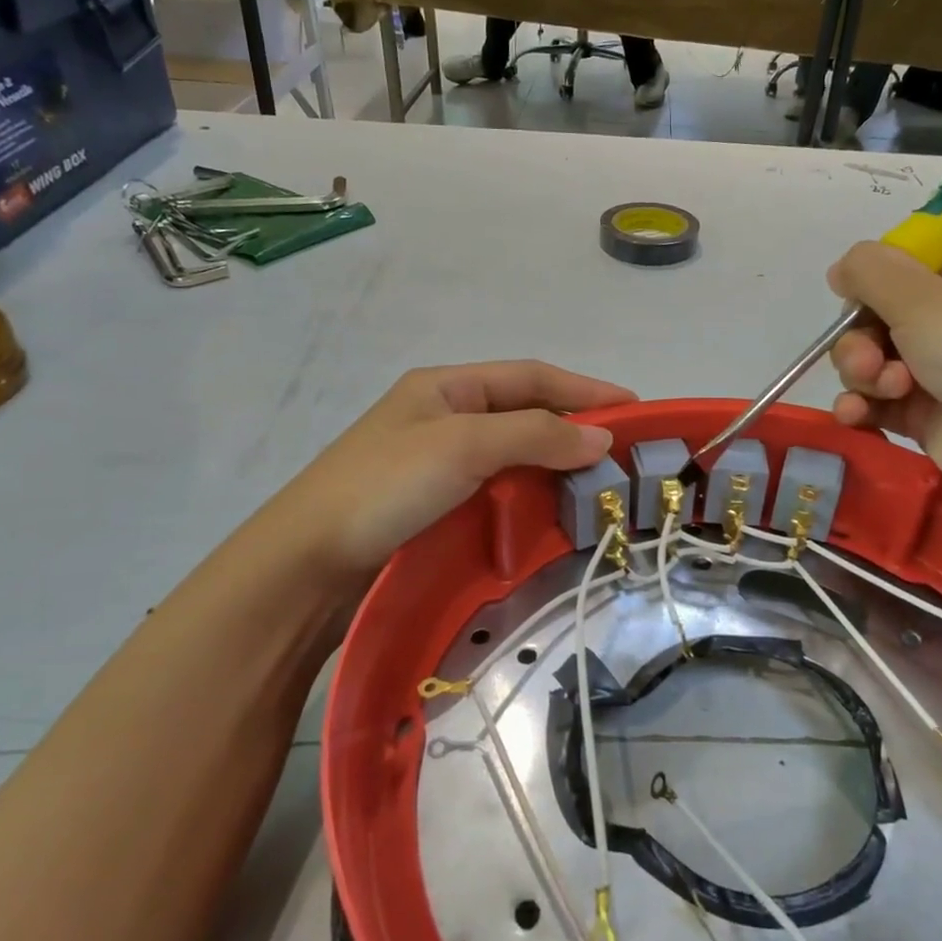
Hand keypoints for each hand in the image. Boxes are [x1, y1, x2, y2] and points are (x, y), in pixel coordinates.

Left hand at [276, 361, 633, 575]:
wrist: (307, 562)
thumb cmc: (386, 486)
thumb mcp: (463, 445)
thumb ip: (535, 435)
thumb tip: (602, 440)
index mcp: (446, 386)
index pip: (530, 377)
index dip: (584, 391)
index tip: (633, 409)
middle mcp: (444, 416)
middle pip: (524, 413)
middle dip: (574, 427)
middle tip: (623, 452)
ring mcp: (438, 462)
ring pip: (513, 453)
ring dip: (555, 464)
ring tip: (597, 482)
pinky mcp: (435, 504)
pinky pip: (497, 488)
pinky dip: (530, 493)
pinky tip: (552, 509)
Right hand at [826, 242, 941, 508]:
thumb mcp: (923, 296)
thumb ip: (870, 272)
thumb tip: (840, 268)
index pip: (893, 269)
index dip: (867, 286)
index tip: (855, 302)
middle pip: (870, 321)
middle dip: (857, 342)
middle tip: (869, 363)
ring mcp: (932, 372)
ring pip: (867, 364)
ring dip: (860, 376)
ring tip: (884, 392)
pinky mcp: (922, 417)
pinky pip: (873, 404)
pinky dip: (858, 407)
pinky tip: (854, 415)